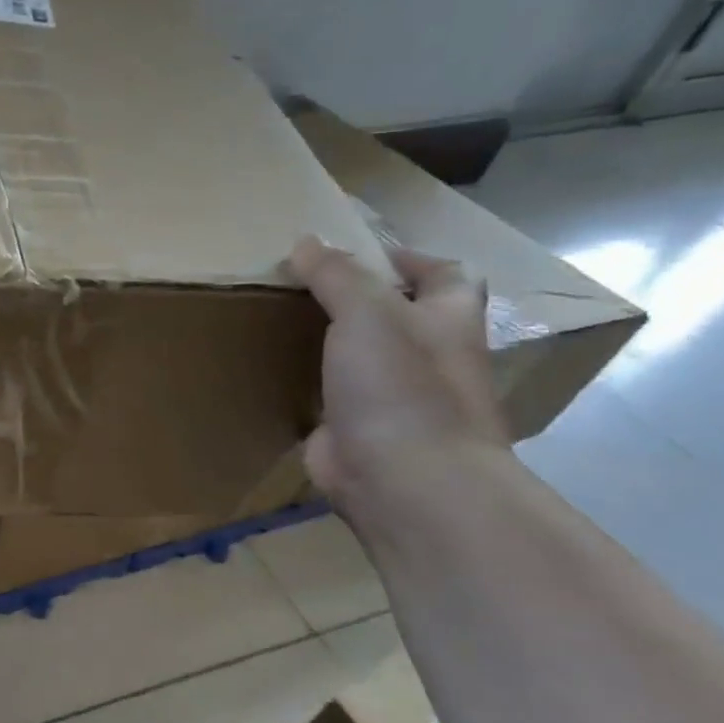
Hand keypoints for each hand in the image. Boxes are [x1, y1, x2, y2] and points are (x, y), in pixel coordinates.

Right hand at [285, 234, 509, 510]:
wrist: (405, 481)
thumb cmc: (402, 386)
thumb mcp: (367, 313)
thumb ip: (336, 276)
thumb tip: (306, 242)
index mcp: (448, 322)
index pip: (448, 276)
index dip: (412, 260)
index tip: (361, 253)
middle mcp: (429, 359)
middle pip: (403, 317)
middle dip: (362, 299)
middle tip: (305, 284)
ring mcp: (397, 399)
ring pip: (365, 358)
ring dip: (333, 342)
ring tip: (283, 320)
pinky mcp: (360, 431)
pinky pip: (333, 397)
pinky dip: (310, 384)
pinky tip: (275, 371)